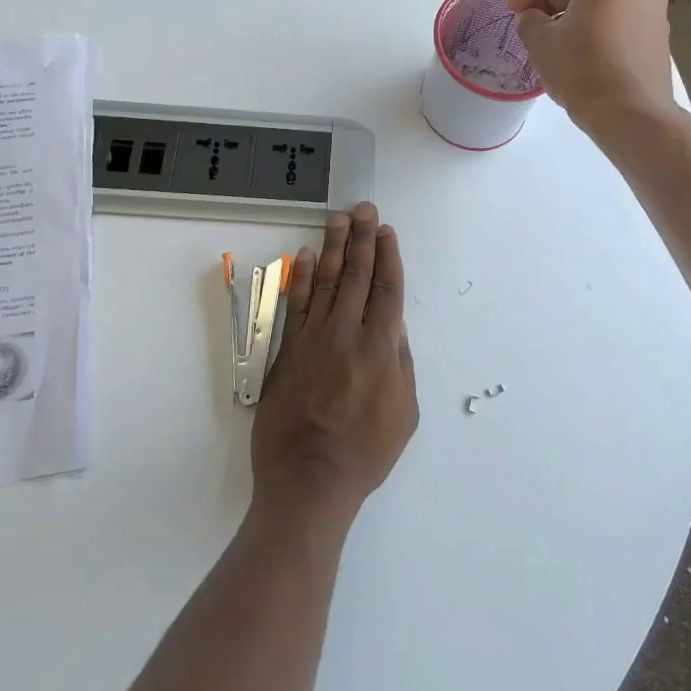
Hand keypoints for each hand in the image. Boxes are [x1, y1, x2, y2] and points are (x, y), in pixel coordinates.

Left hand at [251, 203, 417, 530]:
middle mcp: (346, 334)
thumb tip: (394, 322)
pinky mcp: (286, 350)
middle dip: (362, 239)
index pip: (386, 290)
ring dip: (333, 247)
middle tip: (364, 208)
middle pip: (356, 276)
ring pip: (325, 282)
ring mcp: (312, 339)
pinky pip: (294, 305)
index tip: (386, 231)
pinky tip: (306, 255)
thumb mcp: (404, 413)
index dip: (387, 257)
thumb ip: (400, 362)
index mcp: (380, 349)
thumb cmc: (365, 453)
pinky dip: (300, 278)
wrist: (308, 482)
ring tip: (339, 218)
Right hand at [509, 0, 680, 128]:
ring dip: (570, 10)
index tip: (512, 10)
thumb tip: (533, 17)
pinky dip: (593, 23)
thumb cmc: (582, 71)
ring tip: (549, 38)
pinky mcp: (658, 33)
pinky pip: (618, 16)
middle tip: (527, 22)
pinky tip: (576, 49)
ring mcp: (653, 7)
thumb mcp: (541, 42)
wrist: (632, 116)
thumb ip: (529, 19)